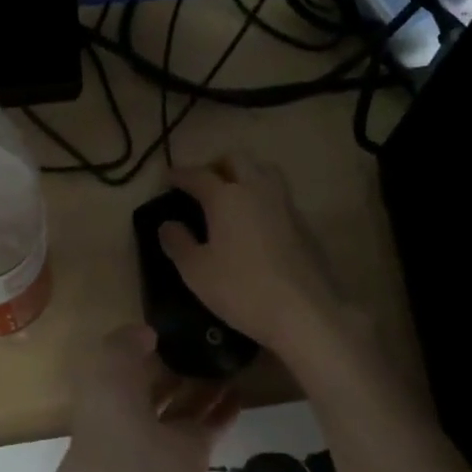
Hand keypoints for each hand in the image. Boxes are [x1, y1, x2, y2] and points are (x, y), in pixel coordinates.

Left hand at [66, 325, 238, 471]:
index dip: (141, 345)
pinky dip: (227, 407)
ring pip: (187, 403)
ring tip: (230, 353)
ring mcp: (165, 435)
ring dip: (206, 382)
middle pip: (157, 384)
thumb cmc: (112, 420)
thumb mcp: (108, 367)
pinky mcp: (195, 452)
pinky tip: (243, 385)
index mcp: (104, 394)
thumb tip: (148, 333)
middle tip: (204, 335)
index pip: (124, 365)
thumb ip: (126, 343)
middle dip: (174, 363)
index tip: (168, 323)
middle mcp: (132, 414)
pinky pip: (213, 423)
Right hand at [160, 156, 352, 360]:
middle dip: (215, 165)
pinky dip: (262, 197)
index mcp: (226, 198)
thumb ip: (178, 243)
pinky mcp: (303, 223)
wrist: (304, 312)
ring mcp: (285, 204)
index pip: (198, 175)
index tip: (168, 178)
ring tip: (231, 196)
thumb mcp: (197, 272)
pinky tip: (255, 221)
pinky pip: (279, 196)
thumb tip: (168, 225)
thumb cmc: (241, 290)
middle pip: (236, 160)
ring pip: (264, 171)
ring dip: (245, 174)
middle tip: (202, 183)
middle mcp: (257, 190)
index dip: (180, 175)